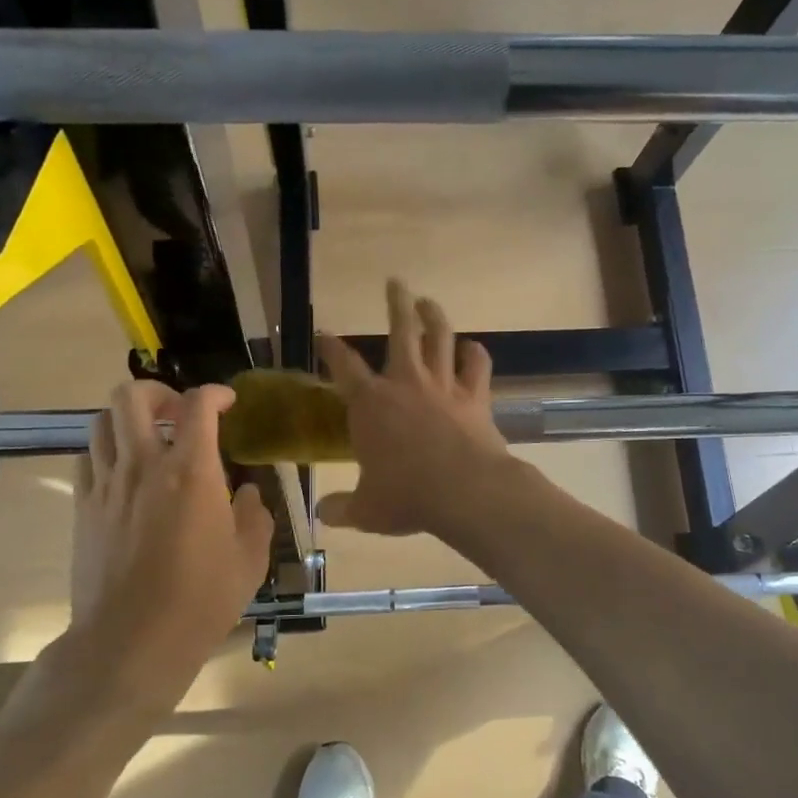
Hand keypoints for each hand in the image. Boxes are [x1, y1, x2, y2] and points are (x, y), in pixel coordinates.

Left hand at [40, 381, 273, 713]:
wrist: (131, 642)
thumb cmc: (200, 601)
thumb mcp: (249, 559)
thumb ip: (256, 516)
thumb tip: (250, 494)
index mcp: (191, 472)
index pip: (198, 405)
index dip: (215, 393)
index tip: (228, 403)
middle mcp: (143, 465)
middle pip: (131, 396)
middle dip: (158, 392)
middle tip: (178, 414)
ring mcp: (106, 485)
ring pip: (102, 421)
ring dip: (129, 420)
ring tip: (149, 440)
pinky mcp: (83, 508)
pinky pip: (88, 458)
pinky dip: (107, 451)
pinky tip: (126, 474)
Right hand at [315, 279, 517, 537]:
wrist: (465, 491)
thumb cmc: (407, 497)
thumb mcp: (367, 511)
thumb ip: (342, 508)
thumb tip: (321, 514)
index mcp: (370, 404)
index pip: (343, 366)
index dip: (331, 348)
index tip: (324, 333)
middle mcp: (405, 383)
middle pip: (400, 330)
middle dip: (396, 303)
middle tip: (395, 283)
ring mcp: (442, 384)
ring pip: (440, 336)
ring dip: (434, 315)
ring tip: (428, 301)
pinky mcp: (474, 395)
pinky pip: (476, 364)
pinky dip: (475, 353)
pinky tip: (472, 348)